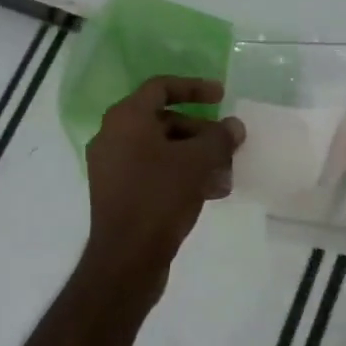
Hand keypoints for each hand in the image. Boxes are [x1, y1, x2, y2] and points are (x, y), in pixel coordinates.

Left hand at [85, 76, 244, 291]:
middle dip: (200, 131)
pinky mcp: (117, 192)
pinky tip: (210, 192)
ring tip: (225, 174)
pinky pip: (152, 171)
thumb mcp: (198, 162)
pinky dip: (179, 174)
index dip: (194, 87)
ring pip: (161, 149)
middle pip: (163, 120)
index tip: (222, 96)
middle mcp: (112, 135)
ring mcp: (112, 166)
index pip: (161, 87)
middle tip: (228, 145)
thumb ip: (219, 138)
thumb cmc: (159, 197)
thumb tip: (234, 126)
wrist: (126, 258)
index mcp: (126, 118)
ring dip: (195, 156)